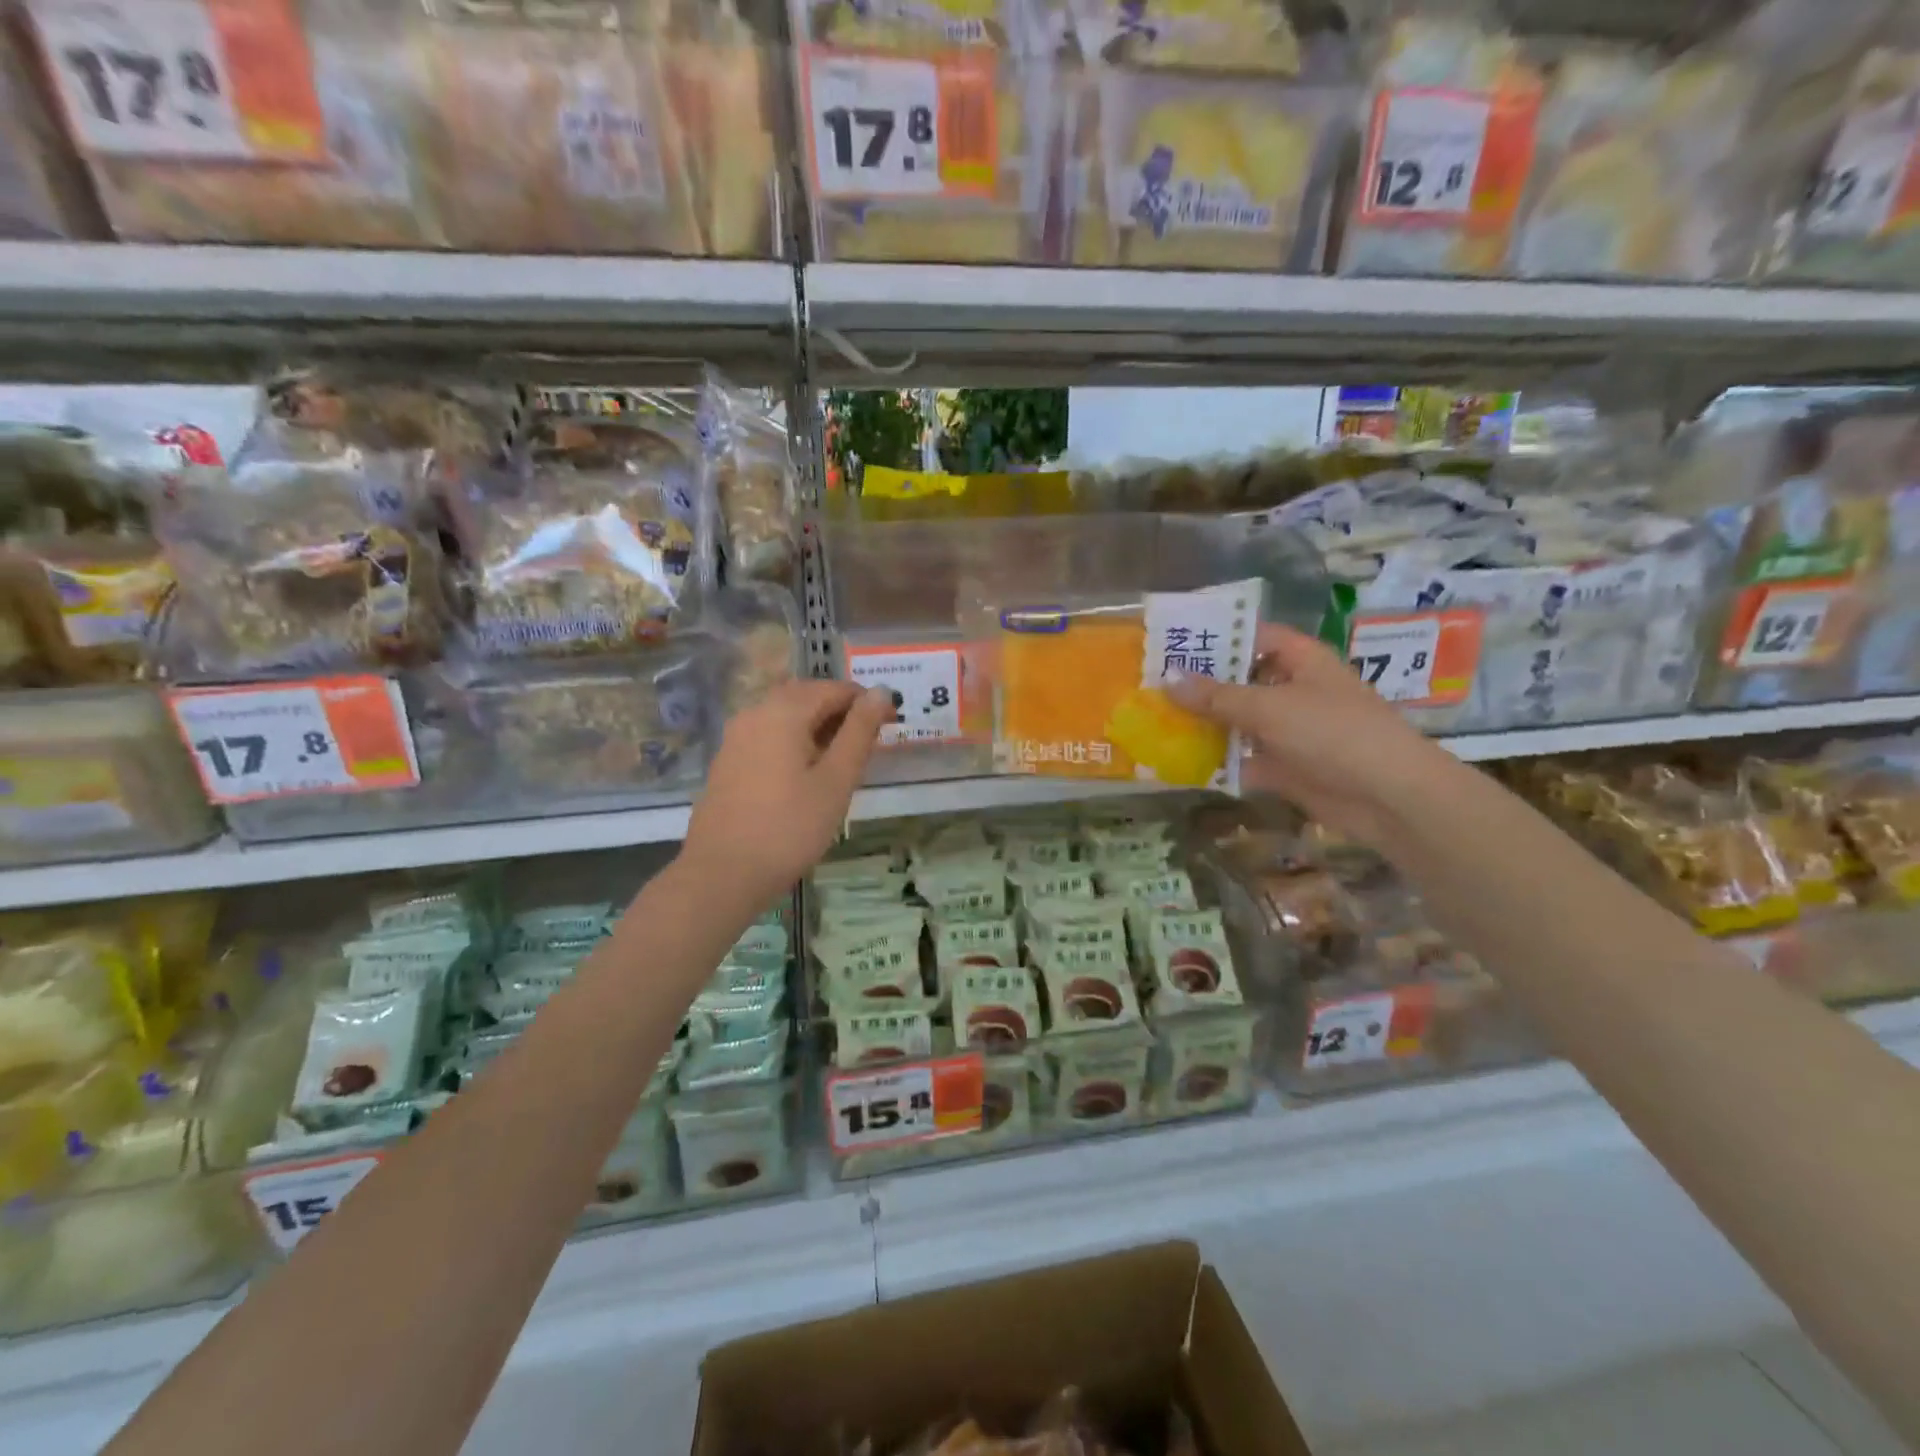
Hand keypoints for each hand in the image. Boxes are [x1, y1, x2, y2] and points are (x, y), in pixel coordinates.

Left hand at [681, 679, 892, 906]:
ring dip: (817, 727)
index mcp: (783, 712)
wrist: (722, 874)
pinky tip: (807, 774)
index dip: (866, 702)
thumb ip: (859, 732)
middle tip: (869, 743)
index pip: (833, 688)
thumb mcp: (836, 780)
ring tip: (842, 761)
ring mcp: (736, 737)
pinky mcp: (728, 761)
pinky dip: (794, 742)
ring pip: (785, 716)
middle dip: (840, 712)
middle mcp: (755, 713)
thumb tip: (882, 692)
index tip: (889, 726)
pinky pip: (768, 735)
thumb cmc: (789, 827)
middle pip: (806, 696)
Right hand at [1166, 623, 1466, 849]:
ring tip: (1153, 720)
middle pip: (1240, 680)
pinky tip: (1176, 762)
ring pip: (1238, 722)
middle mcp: (1294, 690)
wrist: (1387, 796)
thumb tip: (1168, 680)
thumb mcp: (1268, 707)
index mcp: (1300, 660)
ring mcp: (1289, 730)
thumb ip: (1216, 696)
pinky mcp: (1285, 767)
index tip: (1172, 642)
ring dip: (1204, 724)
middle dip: (1200, 684)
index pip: (1253, 636)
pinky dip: (1216, 762)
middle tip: (1150, 684)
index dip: (1216, 637)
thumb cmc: (1332, 733)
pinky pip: (1242, 759)